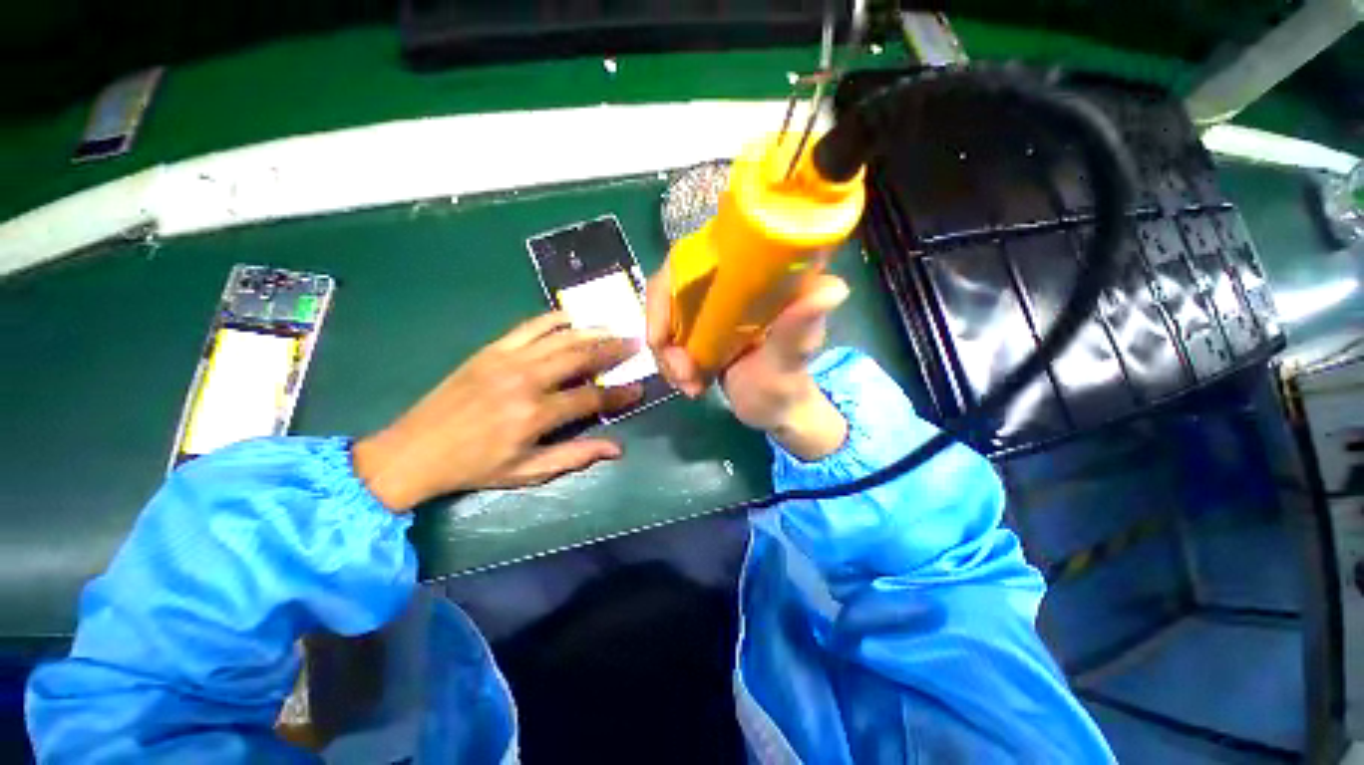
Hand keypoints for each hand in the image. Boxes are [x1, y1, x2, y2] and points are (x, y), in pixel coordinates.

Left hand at [353, 312, 641, 511]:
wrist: (415, 450)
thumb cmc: (475, 466)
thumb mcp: (527, 472)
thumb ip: (575, 457)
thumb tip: (617, 449)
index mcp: (535, 415)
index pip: (591, 398)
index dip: (619, 394)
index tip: (639, 388)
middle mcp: (526, 381)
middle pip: (581, 357)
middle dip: (613, 350)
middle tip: (635, 344)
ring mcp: (507, 360)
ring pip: (560, 337)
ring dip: (592, 331)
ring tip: (614, 328)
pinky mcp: (491, 350)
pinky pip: (530, 327)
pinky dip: (554, 319)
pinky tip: (573, 318)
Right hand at [645, 265, 849, 460]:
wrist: (775, 412)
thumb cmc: (787, 388)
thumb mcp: (789, 362)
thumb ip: (799, 331)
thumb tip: (833, 288)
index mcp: (753, 279)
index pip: (696, 258)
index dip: (667, 290)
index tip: (662, 337)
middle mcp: (728, 285)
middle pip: (671, 291)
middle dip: (664, 335)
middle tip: (680, 374)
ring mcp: (712, 308)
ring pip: (666, 317)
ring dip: (667, 355)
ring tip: (688, 385)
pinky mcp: (703, 329)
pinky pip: (669, 337)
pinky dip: (670, 362)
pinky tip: (688, 384)